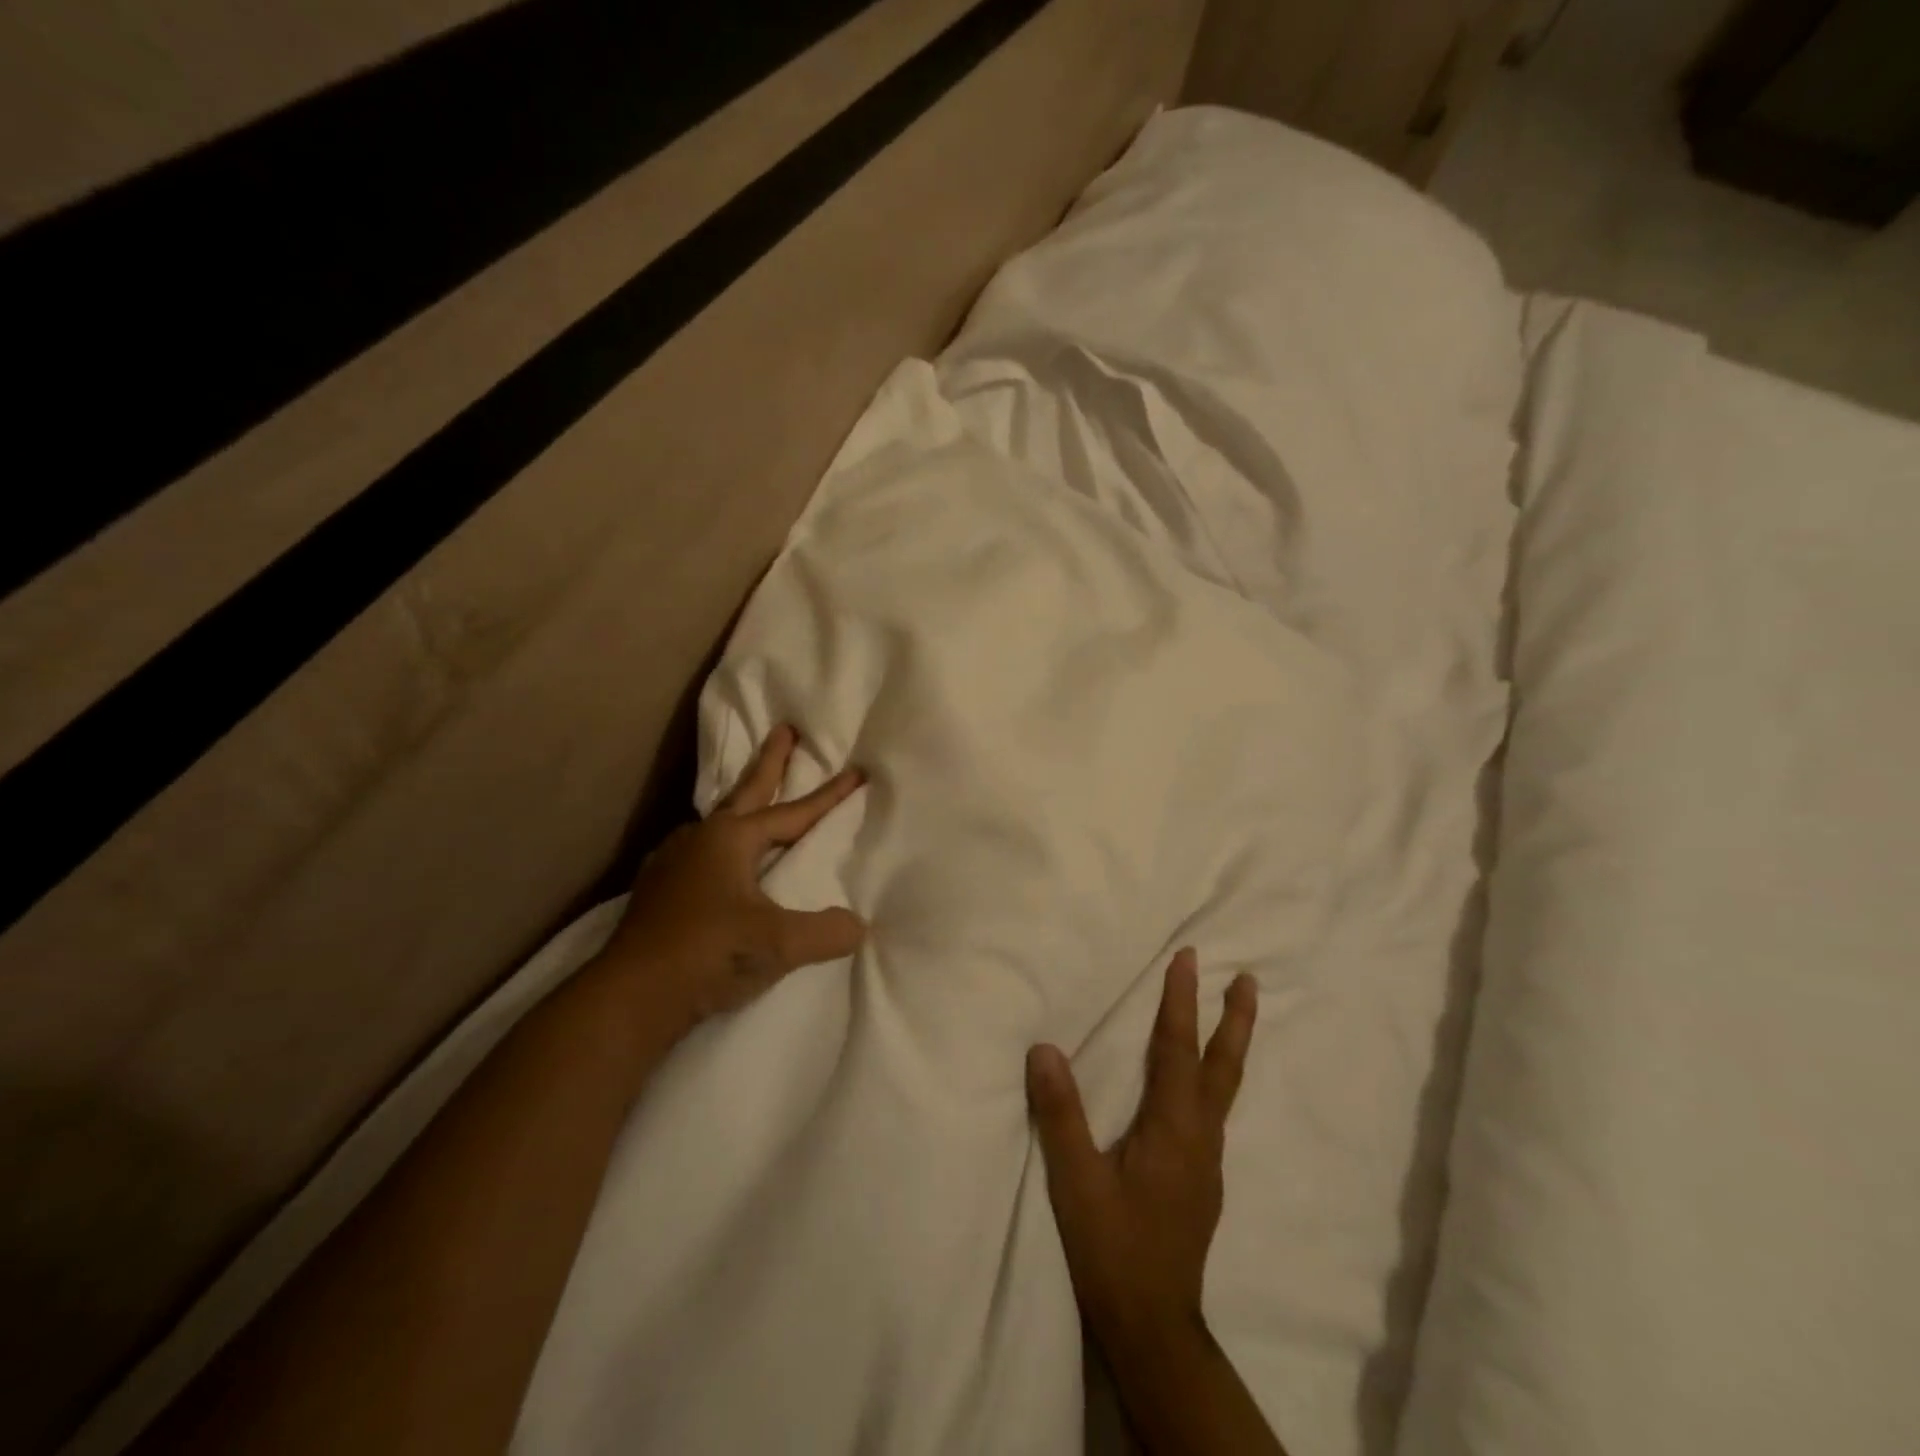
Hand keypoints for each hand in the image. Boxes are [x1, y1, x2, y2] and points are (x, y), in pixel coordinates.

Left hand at [595, 724, 866, 1047]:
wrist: (631, 995)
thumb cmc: (709, 953)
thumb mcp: (778, 943)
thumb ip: (825, 932)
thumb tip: (859, 927)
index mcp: (731, 838)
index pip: (793, 812)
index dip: (829, 796)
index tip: (855, 771)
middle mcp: (701, 838)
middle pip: (746, 791)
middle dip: (770, 761)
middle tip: (785, 730)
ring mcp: (673, 861)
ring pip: (718, 821)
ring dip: (740, 804)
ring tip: (751, 800)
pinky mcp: (657, 889)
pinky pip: (699, 851)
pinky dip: (718, 844)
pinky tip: (716, 860)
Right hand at [1026, 949, 1257, 1351]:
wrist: (1153, 1328)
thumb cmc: (1113, 1249)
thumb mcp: (1077, 1181)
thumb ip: (1061, 1114)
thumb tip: (1044, 1048)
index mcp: (1174, 1128)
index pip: (1177, 1049)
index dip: (1181, 1001)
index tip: (1188, 958)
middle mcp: (1200, 1137)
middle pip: (1223, 1066)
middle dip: (1234, 1019)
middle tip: (1249, 979)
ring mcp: (1207, 1161)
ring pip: (1224, 1088)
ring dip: (1229, 1045)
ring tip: (1233, 1016)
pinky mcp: (1202, 1180)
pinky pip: (1213, 1110)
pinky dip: (1214, 1077)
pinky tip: (1200, 1085)